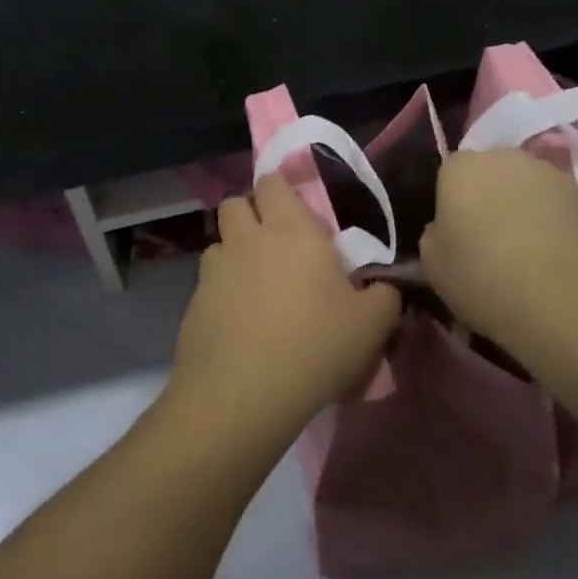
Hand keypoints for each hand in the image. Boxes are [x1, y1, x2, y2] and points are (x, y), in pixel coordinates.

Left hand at [169, 176, 399, 446]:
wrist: (243, 395)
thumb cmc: (315, 346)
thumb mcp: (372, 324)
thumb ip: (385, 295)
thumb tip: (384, 286)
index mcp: (290, 229)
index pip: (272, 182)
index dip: (281, 193)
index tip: (298, 215)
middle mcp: (247, 238)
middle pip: (236, 204)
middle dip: (251, 214)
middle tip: (275, 245)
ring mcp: (214, 270)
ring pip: (219, 244)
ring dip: (234, 254)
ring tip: (256, 288)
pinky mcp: (193, 304)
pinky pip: (207, 284)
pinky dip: (221, 294)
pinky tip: (239, 325)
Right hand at [421, 150, 577, 353]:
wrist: (570, 304)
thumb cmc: (485, 279)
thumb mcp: (433, 266)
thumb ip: (434, 235)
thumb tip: (446, 228)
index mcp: (462, 167)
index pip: (448, 173)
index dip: (450, 203)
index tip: (455, 236)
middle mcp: (506, 157)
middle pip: (490, 173)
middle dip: (487, 198)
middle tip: (488, 242)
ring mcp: (551, 174)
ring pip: (525, 188)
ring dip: (522, 209)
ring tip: (525, 254)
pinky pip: (555, 207)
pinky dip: (552, 225)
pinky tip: (553, 260)